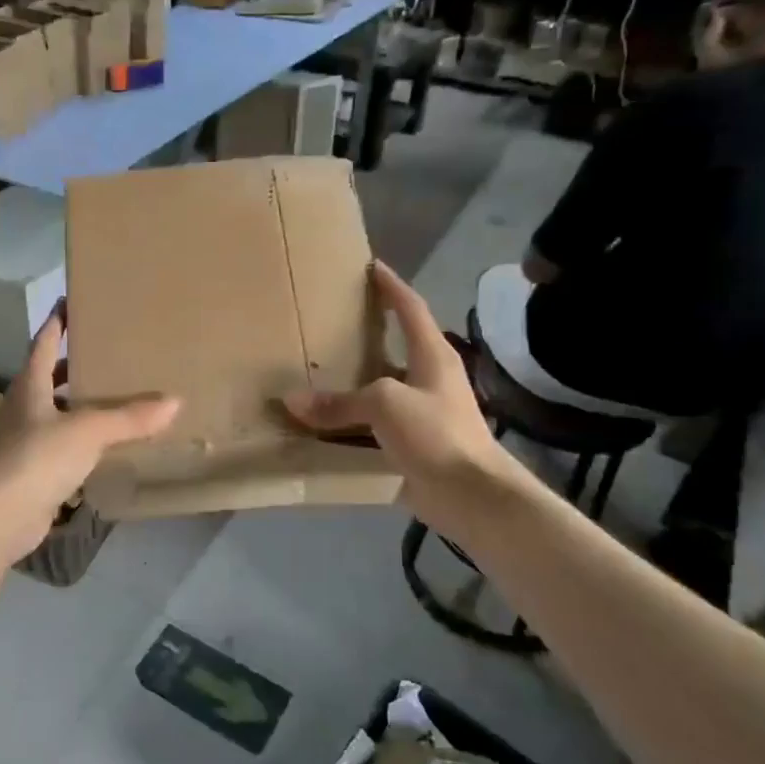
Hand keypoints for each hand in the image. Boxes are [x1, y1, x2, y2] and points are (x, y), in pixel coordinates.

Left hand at [0, 307, 179, 560]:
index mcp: (30, 386)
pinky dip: (84, 438)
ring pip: (57, 411)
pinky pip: (63, 444)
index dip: (58, 321)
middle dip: (75, 363)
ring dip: (80, 402)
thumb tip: (174, 401)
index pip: (44, 342)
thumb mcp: (88, 431)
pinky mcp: (34, 470)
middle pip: (49, 375)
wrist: (0, 518)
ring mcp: (25, 440)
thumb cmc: (37, 459)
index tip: (71, 300)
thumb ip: (130, 417)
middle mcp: (24, 407)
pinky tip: (107, 442)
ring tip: (115, 394)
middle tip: (108, 351)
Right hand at [283, 262, 528, 542]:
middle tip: (330, 322)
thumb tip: (293, 401)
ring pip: (381, 388)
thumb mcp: (385, 406)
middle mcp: (429, 379)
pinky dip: (351, 422)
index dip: (391, 286)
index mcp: (432, 356)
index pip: (411, 308)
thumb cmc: (436, 434)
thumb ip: (339, 402)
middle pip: (395, 347)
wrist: (471, 496)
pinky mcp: (413, 444)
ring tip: (317, 371)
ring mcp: (423, 413)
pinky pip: (374, 425)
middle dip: (366, 334)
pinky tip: (324, 424)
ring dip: (353, 382)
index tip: (371, 267)